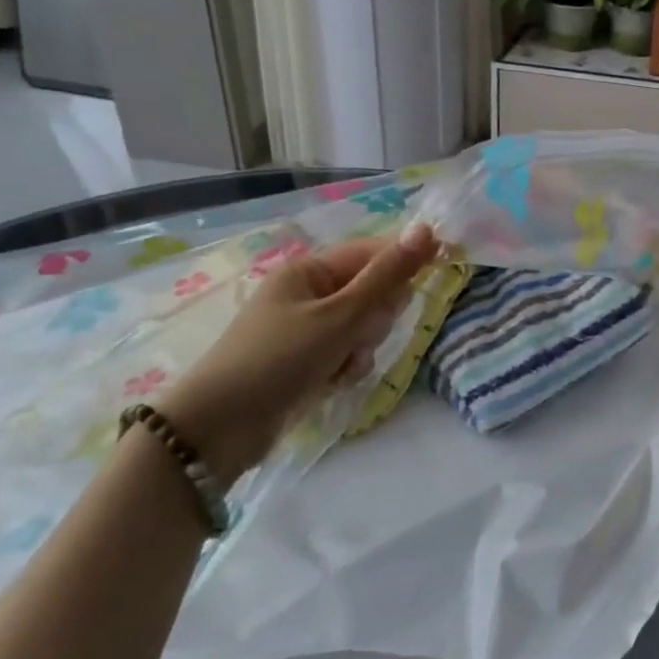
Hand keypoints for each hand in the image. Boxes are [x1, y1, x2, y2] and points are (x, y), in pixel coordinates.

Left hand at [158, 223, 439, 483]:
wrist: (219, 428)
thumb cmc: (280, 358)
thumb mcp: (341, 315)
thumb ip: (387, 275)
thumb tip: (426, 229)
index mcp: (308, 270)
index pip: (371, 253)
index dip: (404, 261)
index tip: (440, 269)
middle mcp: (306, 294)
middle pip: (370, 293)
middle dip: (375, 317)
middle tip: (360, 334)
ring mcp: (305, 330)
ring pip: (363, 328)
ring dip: (362, 347)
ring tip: (341, 366)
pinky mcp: (304, 362)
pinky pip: (346, 354)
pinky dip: (346, 367)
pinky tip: (332, 383)